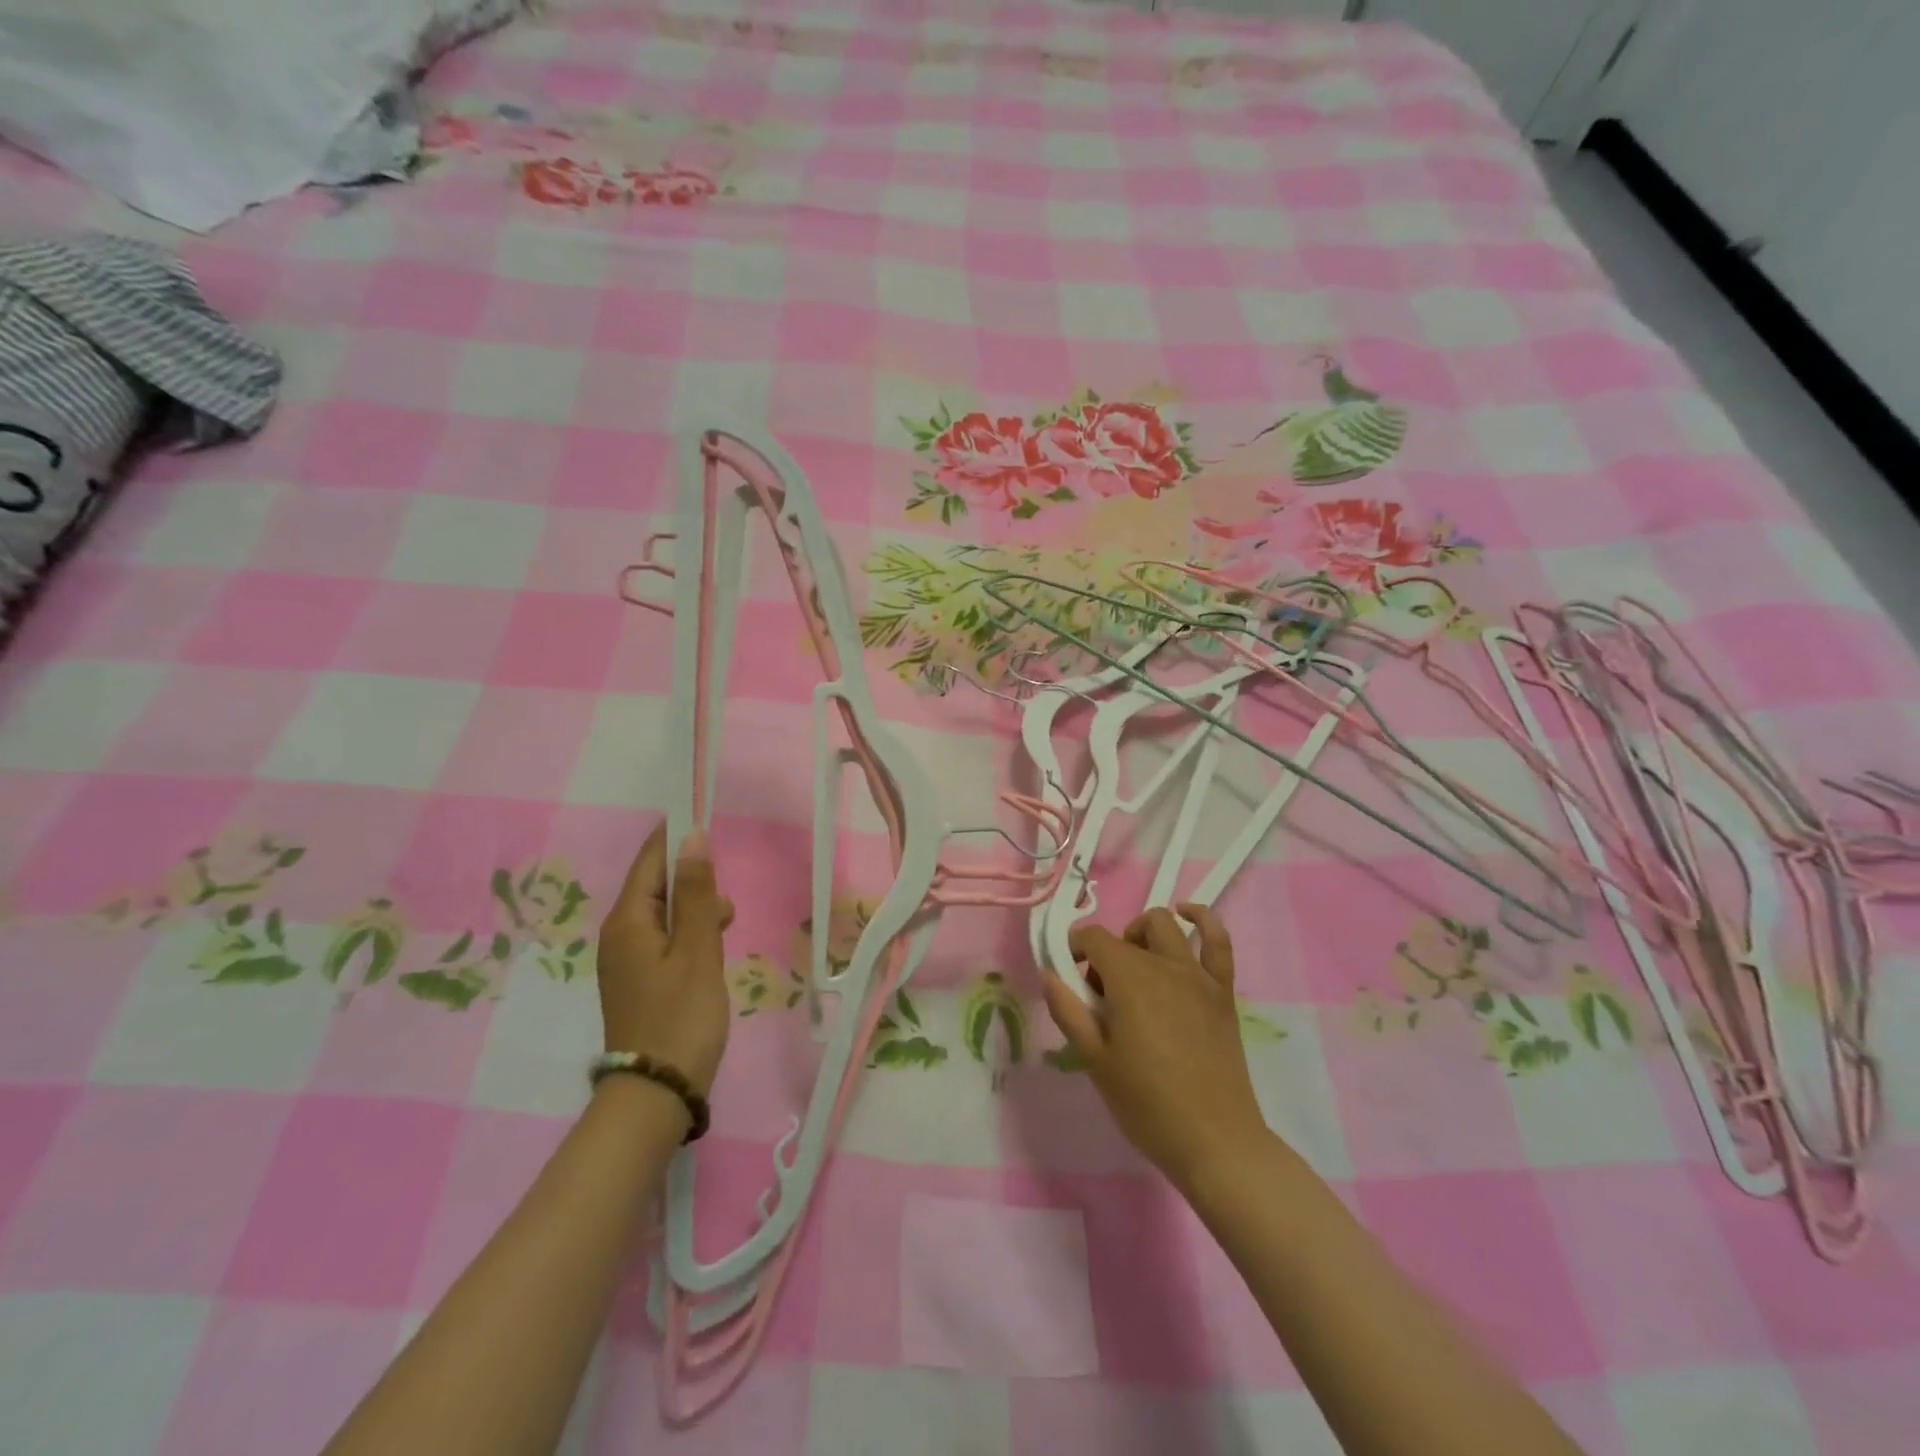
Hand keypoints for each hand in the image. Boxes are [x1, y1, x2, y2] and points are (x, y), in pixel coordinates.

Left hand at [596, 823, 735, 1095]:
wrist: (657, 1092)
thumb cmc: (681, 1015)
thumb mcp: (697, 949)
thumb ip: (695, 892)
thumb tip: (692, 837)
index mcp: (627, 921)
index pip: (650, 860)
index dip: (677, 838)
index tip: (708, 823)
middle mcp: (620, 935)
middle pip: (657, 885)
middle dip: (694, 883)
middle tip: (725, 908)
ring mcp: (627, 960)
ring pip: (665, 914)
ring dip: (696, 912)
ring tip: (725, 932)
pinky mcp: (640, 980)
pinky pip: (666, 939)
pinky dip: (691, 936)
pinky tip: (712, 954)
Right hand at [1042, 904, 1269, 1194]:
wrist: (1215, 1141)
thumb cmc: (1147, 1104)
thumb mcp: (1095, 1061)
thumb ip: (1069, 1011)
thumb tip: (1050, 973)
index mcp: (1129, 979)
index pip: (1094, 938)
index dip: (1075, 949)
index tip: (1071, 978)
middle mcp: (1164, 965)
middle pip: (1126, 935)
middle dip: (1107, 953)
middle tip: (1103, 995)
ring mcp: (1198, 975)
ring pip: (1166, 926)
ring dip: (1142, 935)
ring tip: (1136, 967)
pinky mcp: (1222, 991)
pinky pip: (1218, 940)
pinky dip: (1202, 920)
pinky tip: (1188, 916)